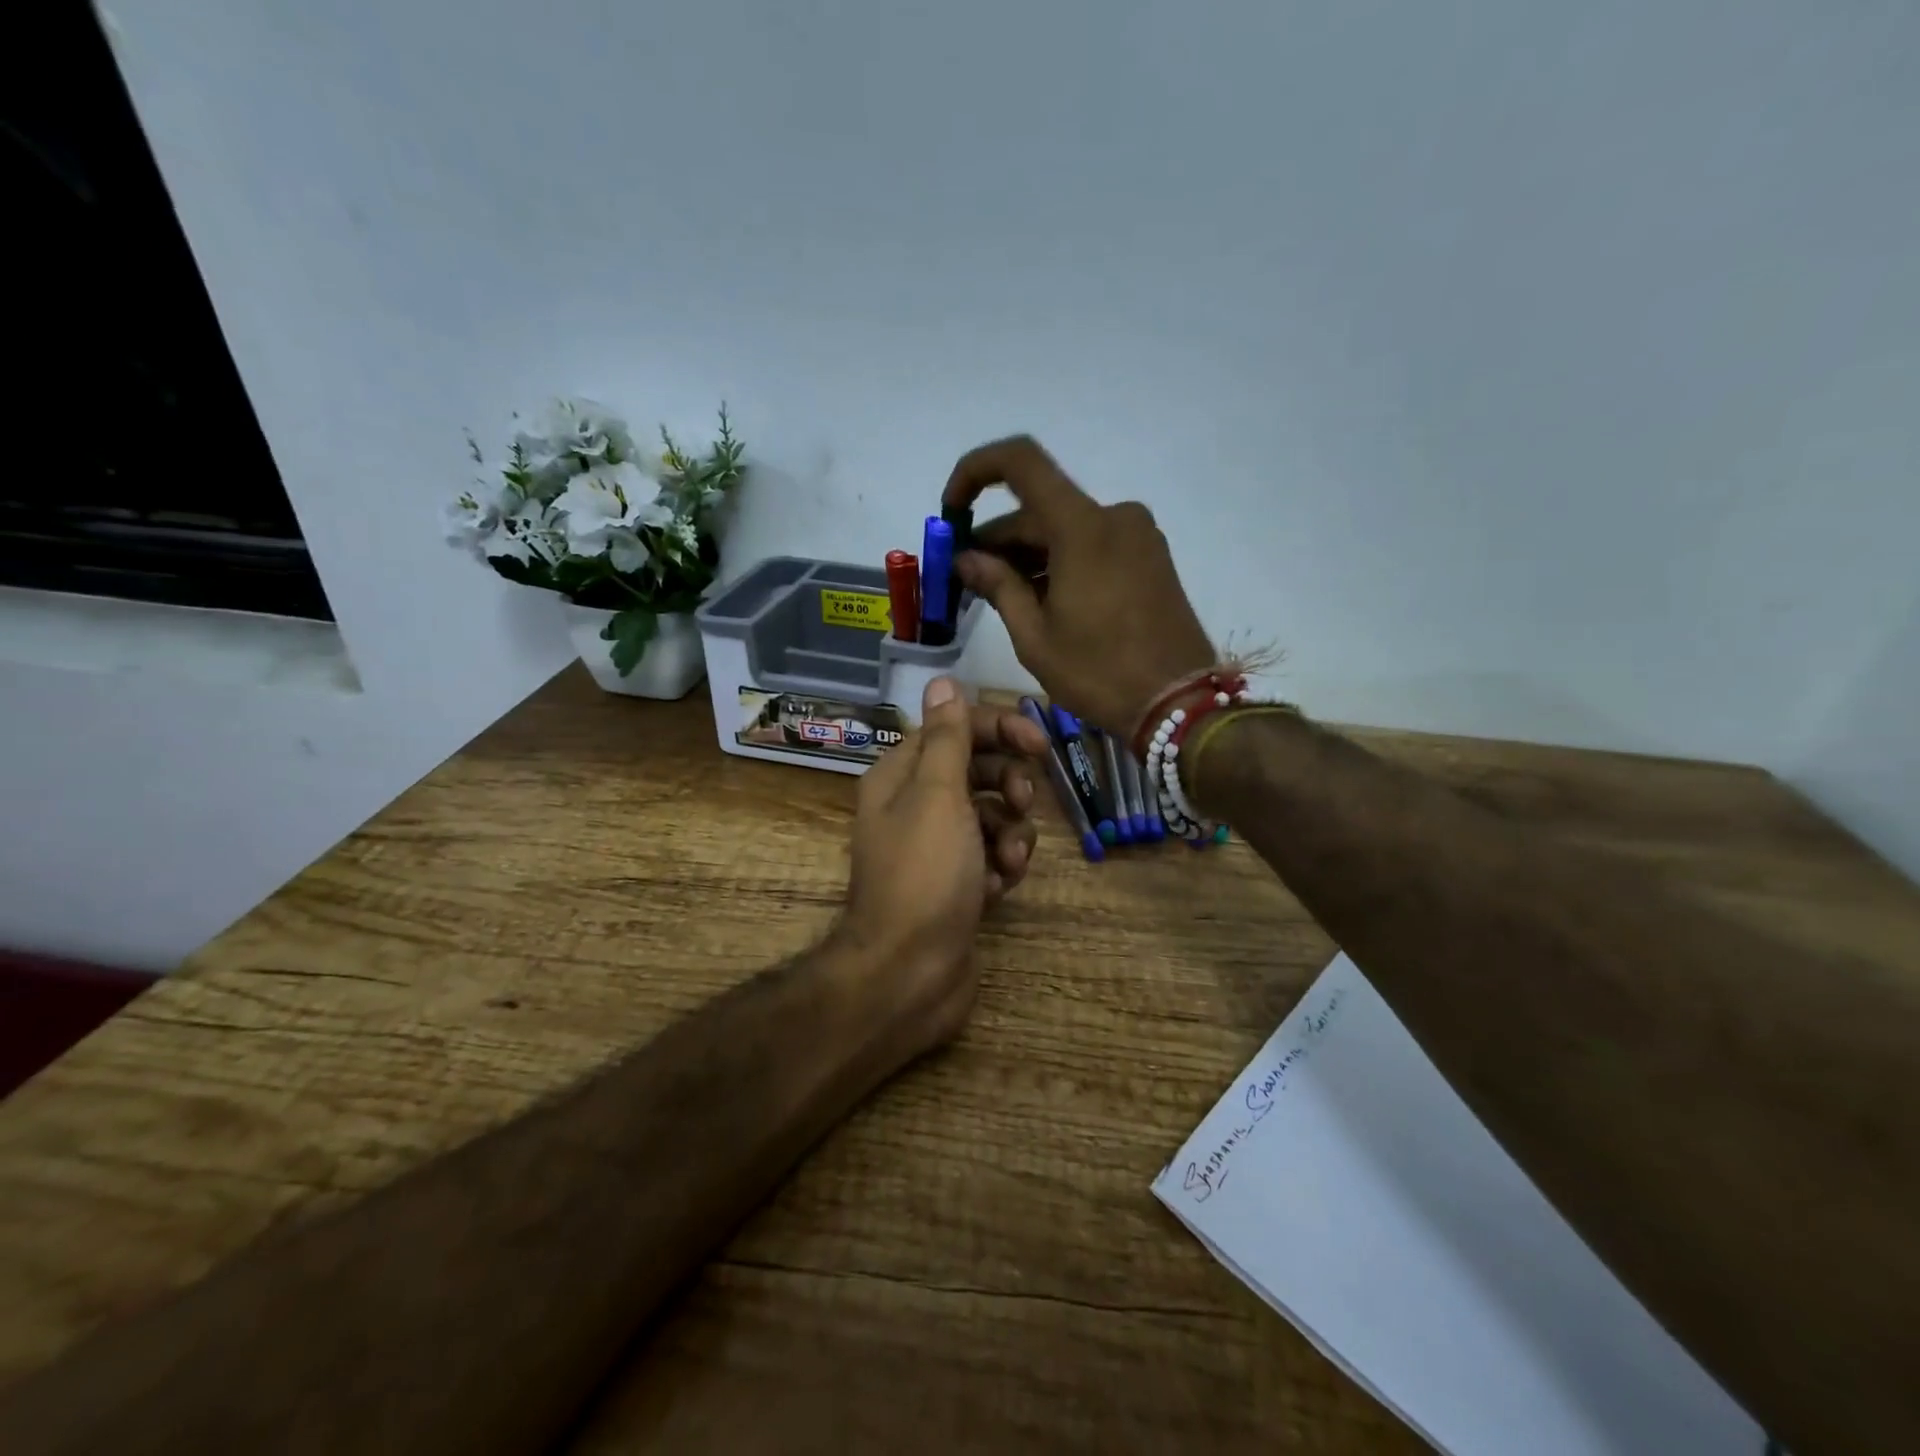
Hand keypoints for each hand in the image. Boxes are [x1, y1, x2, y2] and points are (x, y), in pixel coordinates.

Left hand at [835, 676, 1048, 1048]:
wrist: (909, 975)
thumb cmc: (924, 875)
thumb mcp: (938, 795)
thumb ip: (948, 738)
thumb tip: (942, 681)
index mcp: (901, 777)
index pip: (954, 729)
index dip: (998, 728)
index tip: (1040, 743)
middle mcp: (914, 806)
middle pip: (975, 771)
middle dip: (1006, 783)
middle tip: (1022, 802)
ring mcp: (937, 849)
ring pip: (990, 816)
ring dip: (1010, 831)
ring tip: (1009, 860)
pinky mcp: (957, 884)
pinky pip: (991, 856)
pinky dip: (1001, 866)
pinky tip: (999, 888)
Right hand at [945, 436, 1214, 736]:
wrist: (1178, 704)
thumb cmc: (1099, 674)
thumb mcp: (1035, 636)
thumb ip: (998, 586)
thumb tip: (966, 559)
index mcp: (1082, 527)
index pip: (1020, 462)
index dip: (976, 472)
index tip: (952, 512)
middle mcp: (1114, 516)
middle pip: (1040, 507)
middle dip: (998, 537)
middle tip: (966, 577)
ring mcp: (1138, 535)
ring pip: (1065, 528)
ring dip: (1028, 553)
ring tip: (999, 595)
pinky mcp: (1150, 557)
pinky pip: (1092, 543)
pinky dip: (1059, 560)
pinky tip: (1041, 598)